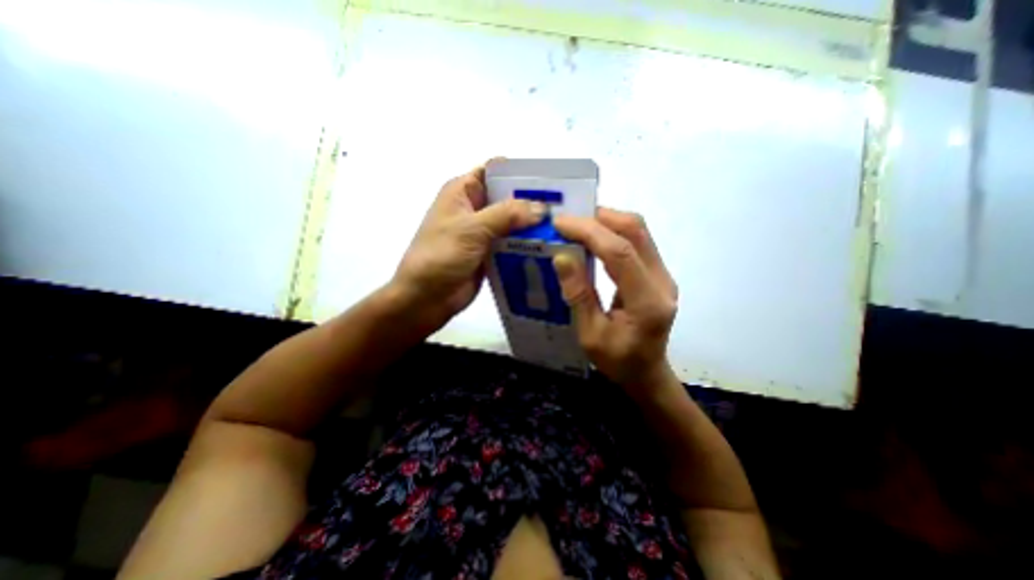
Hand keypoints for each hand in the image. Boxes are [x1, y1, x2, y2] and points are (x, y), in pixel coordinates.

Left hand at [389, 165, 549, 333]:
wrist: (427, 297)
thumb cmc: (441, 255)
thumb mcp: (472, 229)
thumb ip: (507, 215)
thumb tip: (542, 208)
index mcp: (463, 191)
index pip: (495, 172)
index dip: (520, 174)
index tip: (550, 181)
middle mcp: (474, 208)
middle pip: (508, 198)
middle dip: (532, 201)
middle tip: (564, 207)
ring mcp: (483, 232)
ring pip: (513, 222)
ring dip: (532, 225)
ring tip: (562, 226)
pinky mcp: (490, 253)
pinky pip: (512, 243)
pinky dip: (527, 244)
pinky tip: (549, 246)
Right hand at [554, 208, 683, 399]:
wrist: (647, 372)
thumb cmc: (617, 361)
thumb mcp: (590, 335)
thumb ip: (579, 295)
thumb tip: (562, 256)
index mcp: (647, 303)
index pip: (620, 253)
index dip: (590, 232)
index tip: (560, 223)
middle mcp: (662, 281)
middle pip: (636, 231)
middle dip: (599, 218)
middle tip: (567, 221)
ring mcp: (663, 275)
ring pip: (638, 231)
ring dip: (606, 222)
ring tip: (576, 226)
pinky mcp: (657, 273)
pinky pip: (636, 241)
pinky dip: (612, 232)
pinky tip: (593, 238)